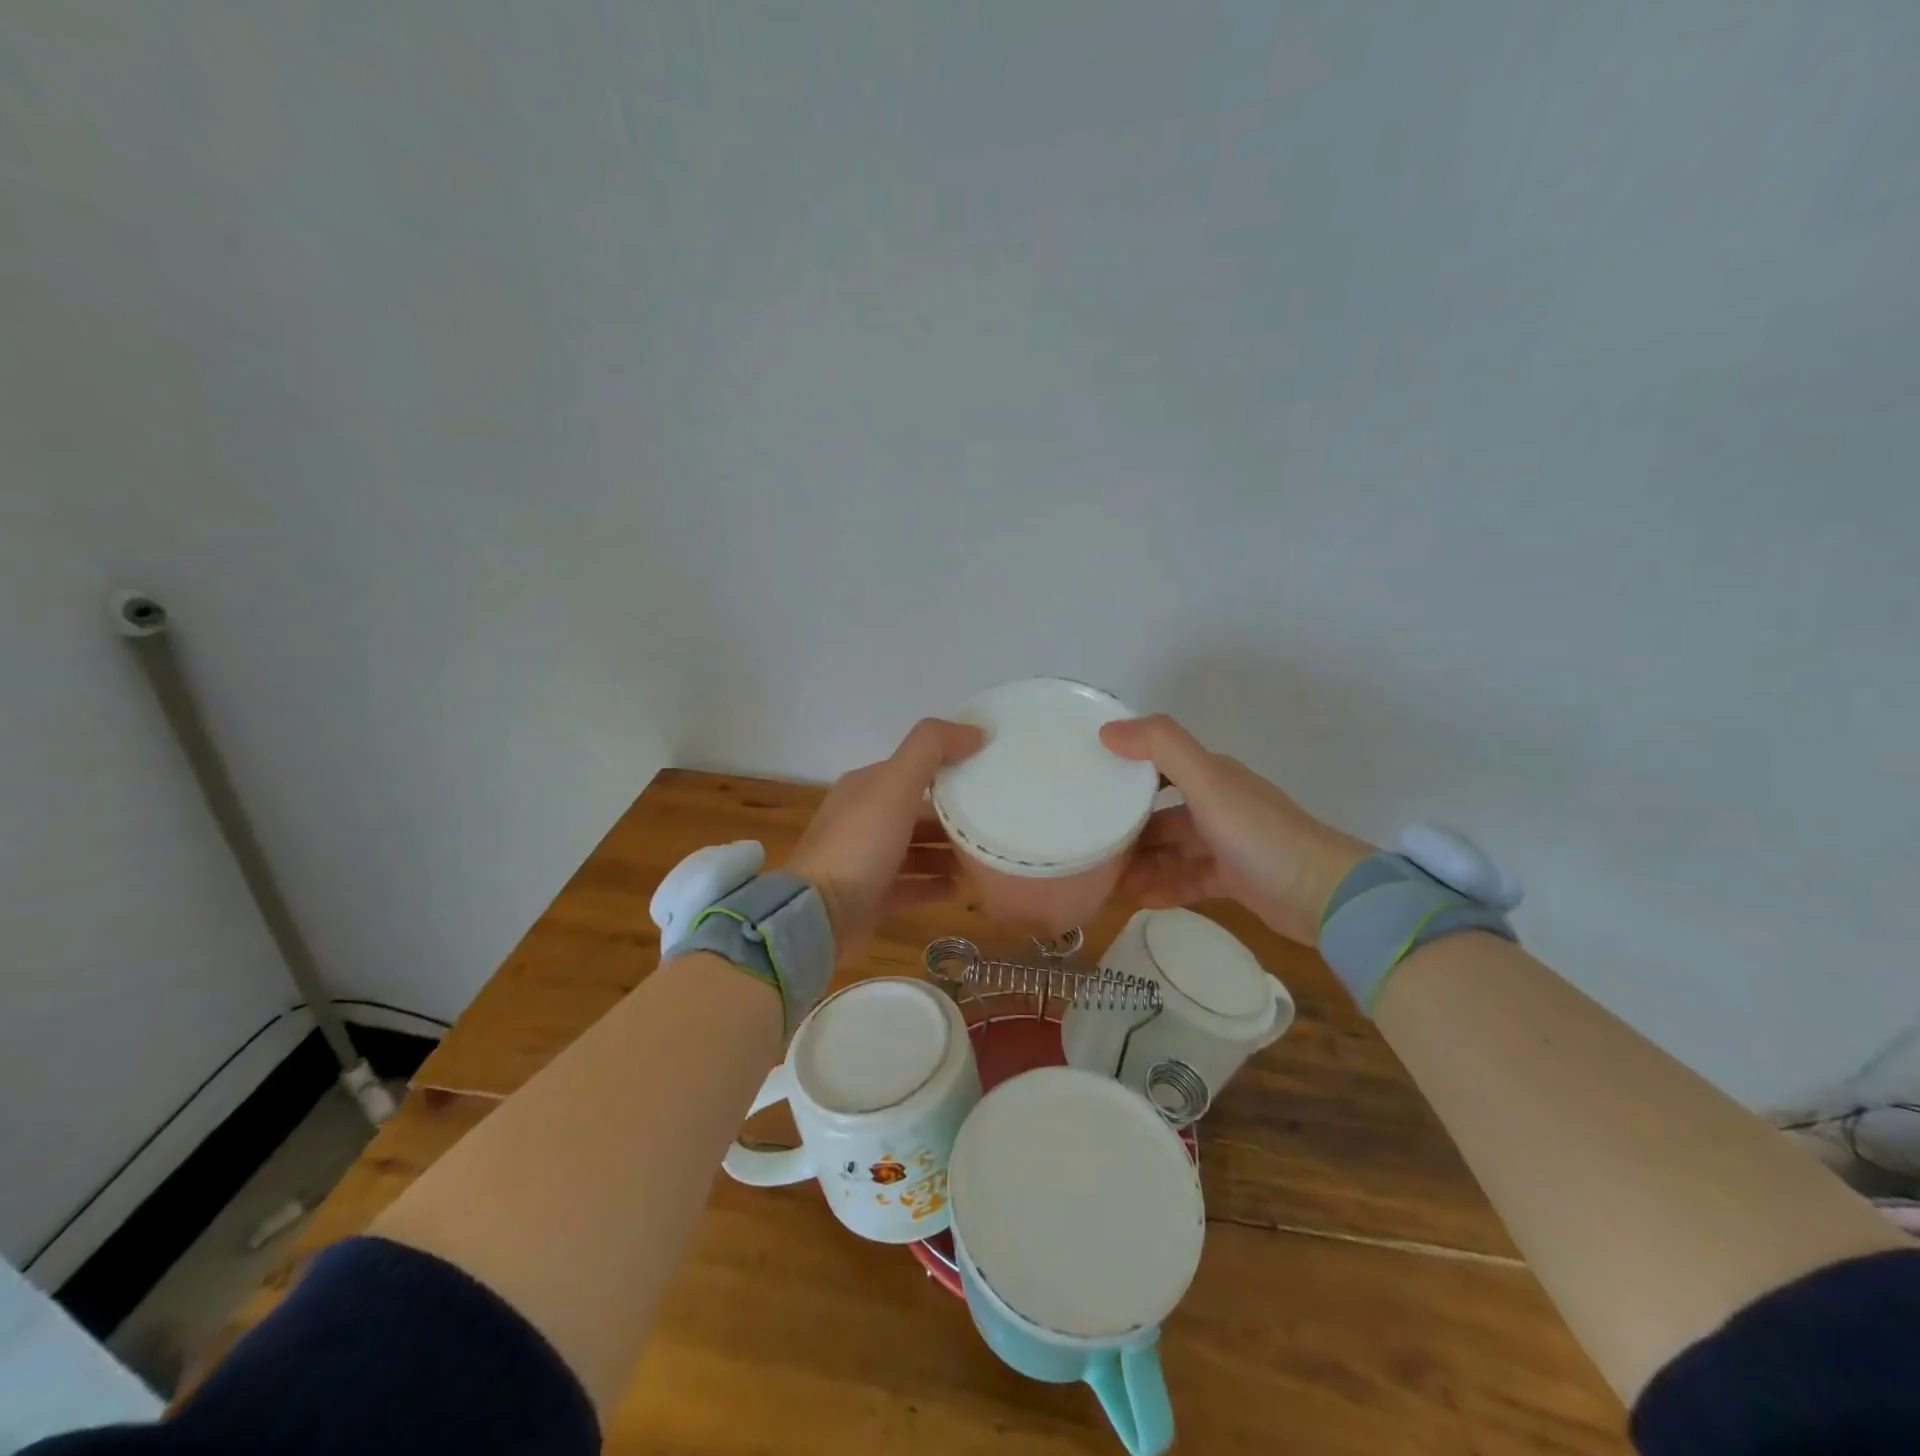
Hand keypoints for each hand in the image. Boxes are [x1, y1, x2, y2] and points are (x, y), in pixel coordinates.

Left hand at [787, 718, 985, 959]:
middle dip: (953, 817)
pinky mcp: (871, 897)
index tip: (989, 775)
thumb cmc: (860, 844)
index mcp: (865, 787)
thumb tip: (975, 730)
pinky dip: (937, 884)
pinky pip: (912, 885)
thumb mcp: (896, 784)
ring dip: (949, 853)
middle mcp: (863, 819)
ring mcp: (865, 860)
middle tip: (994, 823)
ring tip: (985, 859)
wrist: (818, 916)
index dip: (949, 769)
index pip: (914, 769)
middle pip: (917, 811)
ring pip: (916, 850)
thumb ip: (932, 749)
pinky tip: (964, 889)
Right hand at [1100, 716, 1372, 945]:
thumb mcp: (1208, 783)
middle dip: (1126, 830)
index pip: (1158, 768)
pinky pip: (1187, 881)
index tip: (1086, 787)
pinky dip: (1164, 888)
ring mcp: (1226, 846)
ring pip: (1171, 851)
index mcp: (1212, 778)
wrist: (1324, 895)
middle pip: (1160, 815)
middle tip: (1089, 847)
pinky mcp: (1234, 881)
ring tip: (1105, 882)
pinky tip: (1138, 900)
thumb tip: (1107, 730)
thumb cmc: (1259, 834)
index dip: (1124, 774)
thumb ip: (1162, 748)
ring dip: (1141, 864)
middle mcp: (1217, 807)